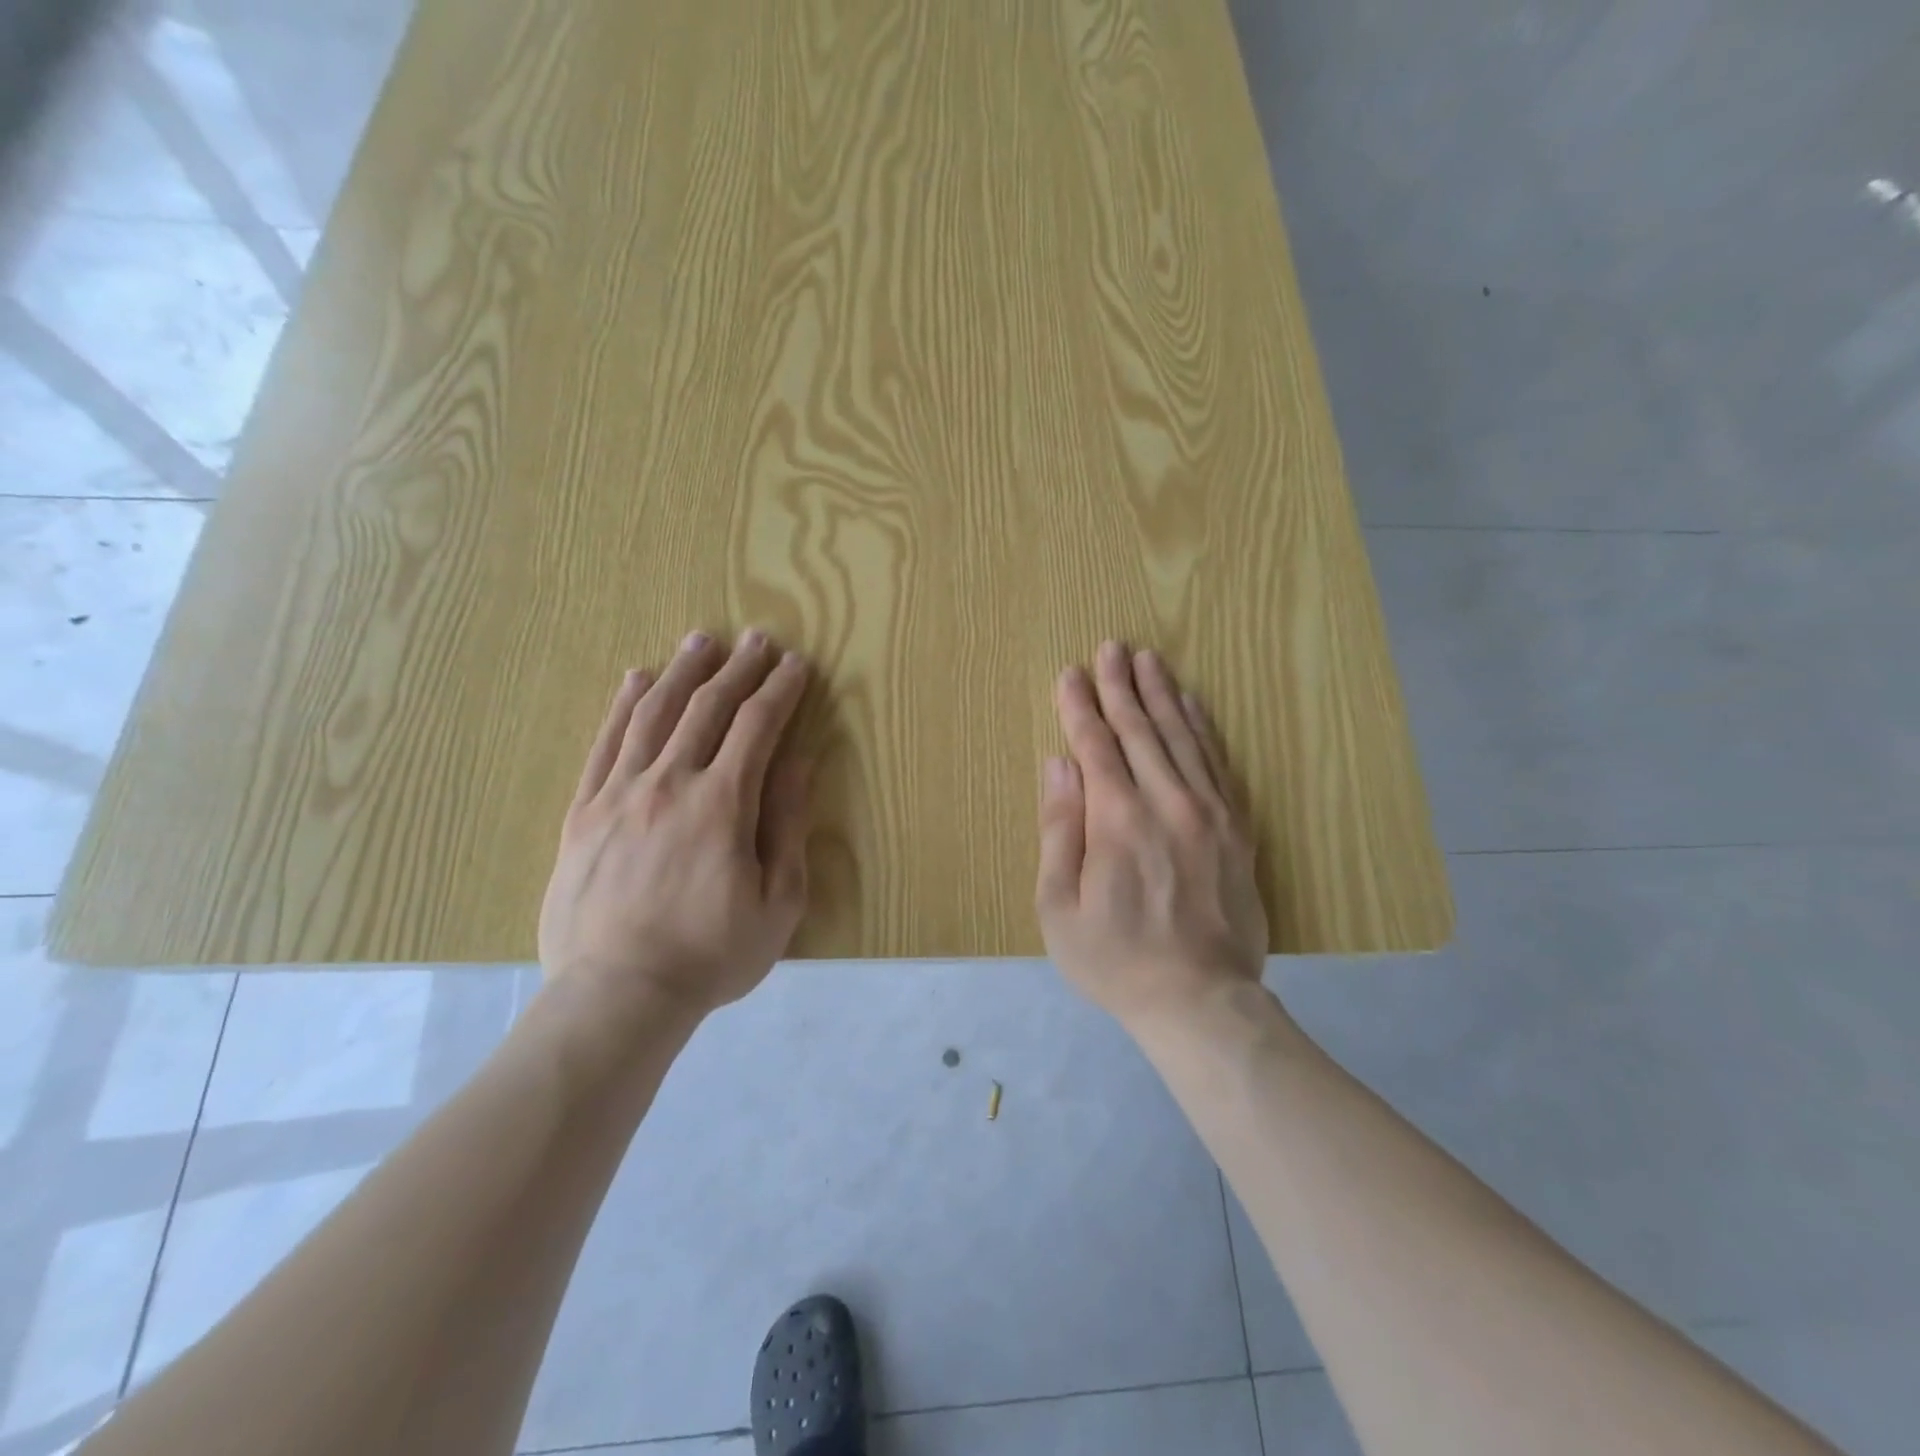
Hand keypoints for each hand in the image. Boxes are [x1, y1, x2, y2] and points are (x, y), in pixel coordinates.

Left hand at [538, 630, 811, 1021]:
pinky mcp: (583, 811)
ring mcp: (619, 794)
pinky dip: (623, 705)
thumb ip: (787, 825)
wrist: (617, 995)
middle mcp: (670, 783)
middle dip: (738, 669)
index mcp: (722, 804)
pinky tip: (637, 678)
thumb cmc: (711, 954)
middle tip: (757, 639)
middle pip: (707, 708)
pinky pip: (605, 744)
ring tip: (702, 641)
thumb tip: (798, 763)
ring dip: (683, 672)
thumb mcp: (777, 901)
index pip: (757, 727)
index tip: (796, 665)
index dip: (780, 691)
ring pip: (653, 714)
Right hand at [1036, 641, 1267, 1029]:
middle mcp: (1166, 802)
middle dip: (1120, 685)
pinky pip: (1219, 763)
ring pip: (1182, 736)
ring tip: (1148, 659)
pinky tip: (1193, 704)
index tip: (1070, 673)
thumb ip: (1059, 828)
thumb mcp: (1060, 906)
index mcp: (1118, 820)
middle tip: (1111, 647)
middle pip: (1140, 729)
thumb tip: (1058, 764)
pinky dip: (1203, 728)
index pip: (1095, 745)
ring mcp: (1209, 812)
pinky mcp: (1237, 828)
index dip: (1079, 706)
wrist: (1201, 1001)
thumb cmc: (1115, 959)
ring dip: (1161, 694)